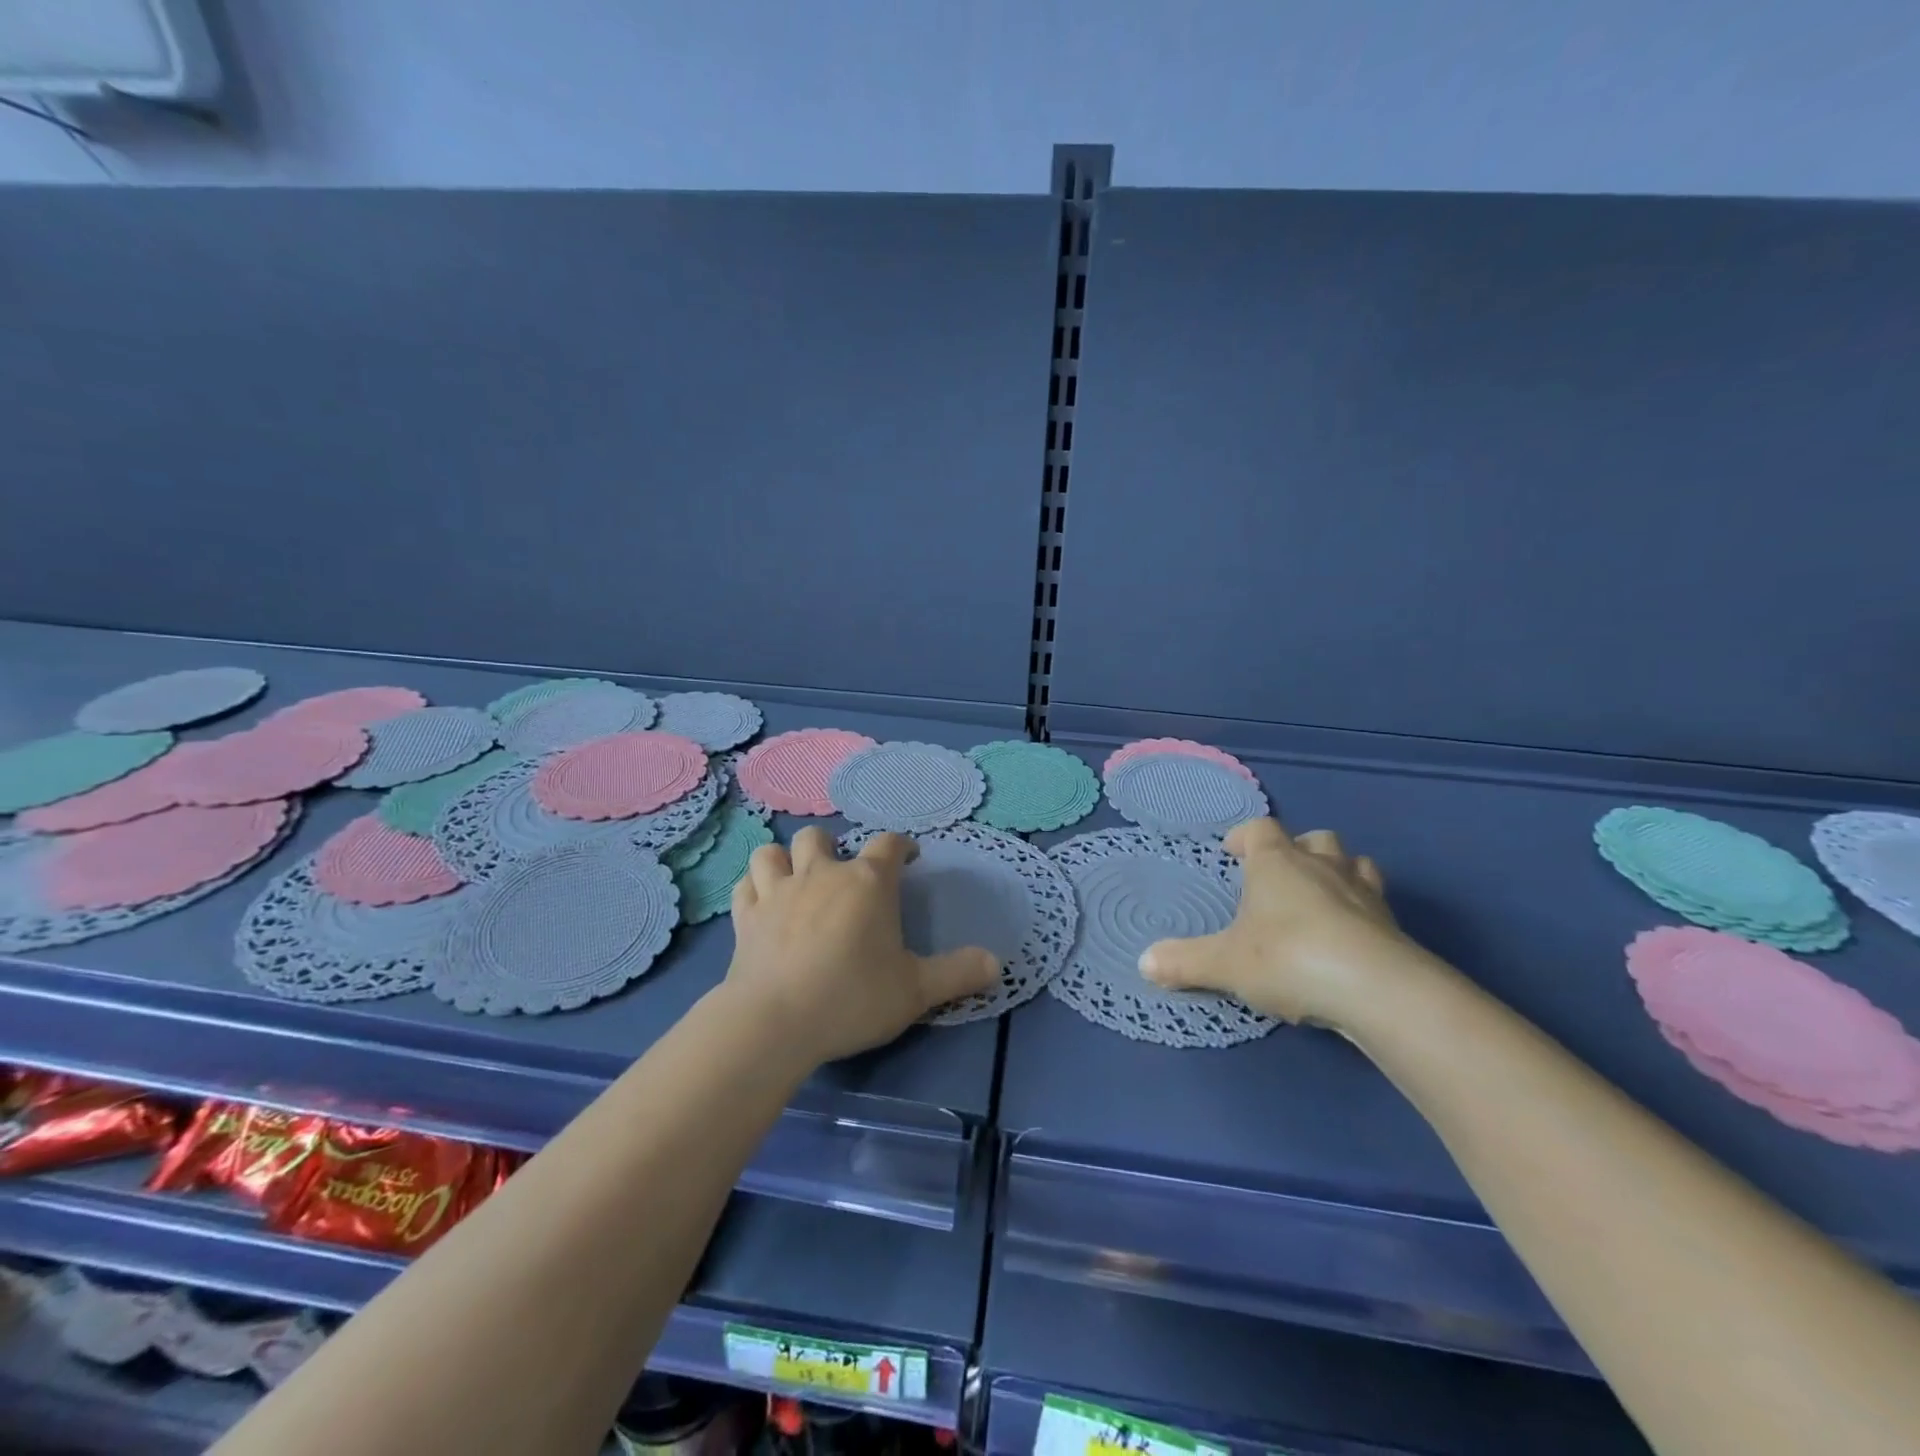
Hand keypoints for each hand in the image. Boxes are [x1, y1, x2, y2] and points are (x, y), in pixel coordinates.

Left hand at [724, 827, 999, 1065]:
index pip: (888, 844)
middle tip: (843, 875)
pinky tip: (761, 904)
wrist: (775, 1022)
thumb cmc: (852, 997)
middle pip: (821, 837)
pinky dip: (754, 889)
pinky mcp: (745, 917)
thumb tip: (996, 964)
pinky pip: (745, 887)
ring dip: (784, 860)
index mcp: (867, 882)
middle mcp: (821, 874)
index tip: (909, 859)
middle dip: (833, 847)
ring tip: (795, 879)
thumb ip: (958, 973)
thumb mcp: (916, 991)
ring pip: (772, 853)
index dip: (901, 846)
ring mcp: (777, 892)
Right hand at [1139, 817, 1426, 1026]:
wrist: (1377, 990)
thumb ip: (1184, 962)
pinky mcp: (1393, 925)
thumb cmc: (1289, 958)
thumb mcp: (1225, 964)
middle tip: (1279, 877)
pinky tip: (1349, 939)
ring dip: (1338, 873)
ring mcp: (1364, 893)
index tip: (1231, 854)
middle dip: (1297, 850)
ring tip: (1320, 898)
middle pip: (1315, 839)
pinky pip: (1376, 904)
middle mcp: (1322, 866)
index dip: (1243, 837)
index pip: (1260, 829)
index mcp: (1277, 862)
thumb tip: (1143, 962)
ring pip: (1354, 863)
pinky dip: (1361, 912)